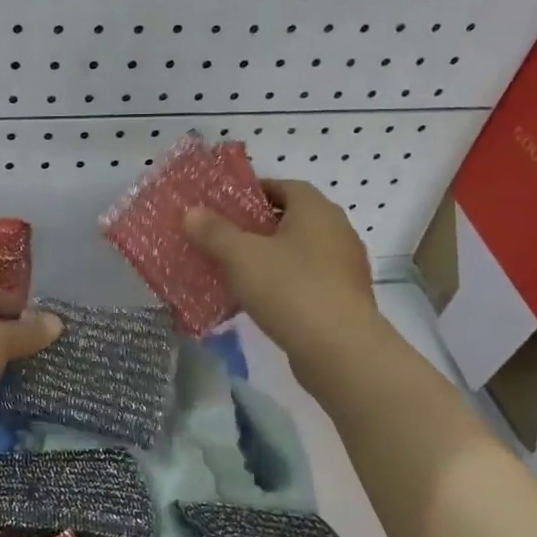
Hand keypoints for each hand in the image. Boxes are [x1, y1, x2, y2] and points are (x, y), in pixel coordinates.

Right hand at [185, 180, 380, 377]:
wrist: (339, 349)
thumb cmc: (290, 289)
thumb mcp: (241, 257)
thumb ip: (214, 232)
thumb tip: (191, 212)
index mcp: (316, 210)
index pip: (285, 186)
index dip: (254, 192)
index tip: (225, 206)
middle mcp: (337, 231)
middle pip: (292, 220)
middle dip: (258, 227)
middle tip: (224, 238)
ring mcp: (345, 267)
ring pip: (299, 252)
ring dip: (271, 258)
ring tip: (236, 271)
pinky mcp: (344, 299)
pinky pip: (307, 281)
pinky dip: (284, 284)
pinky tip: (260, 300)